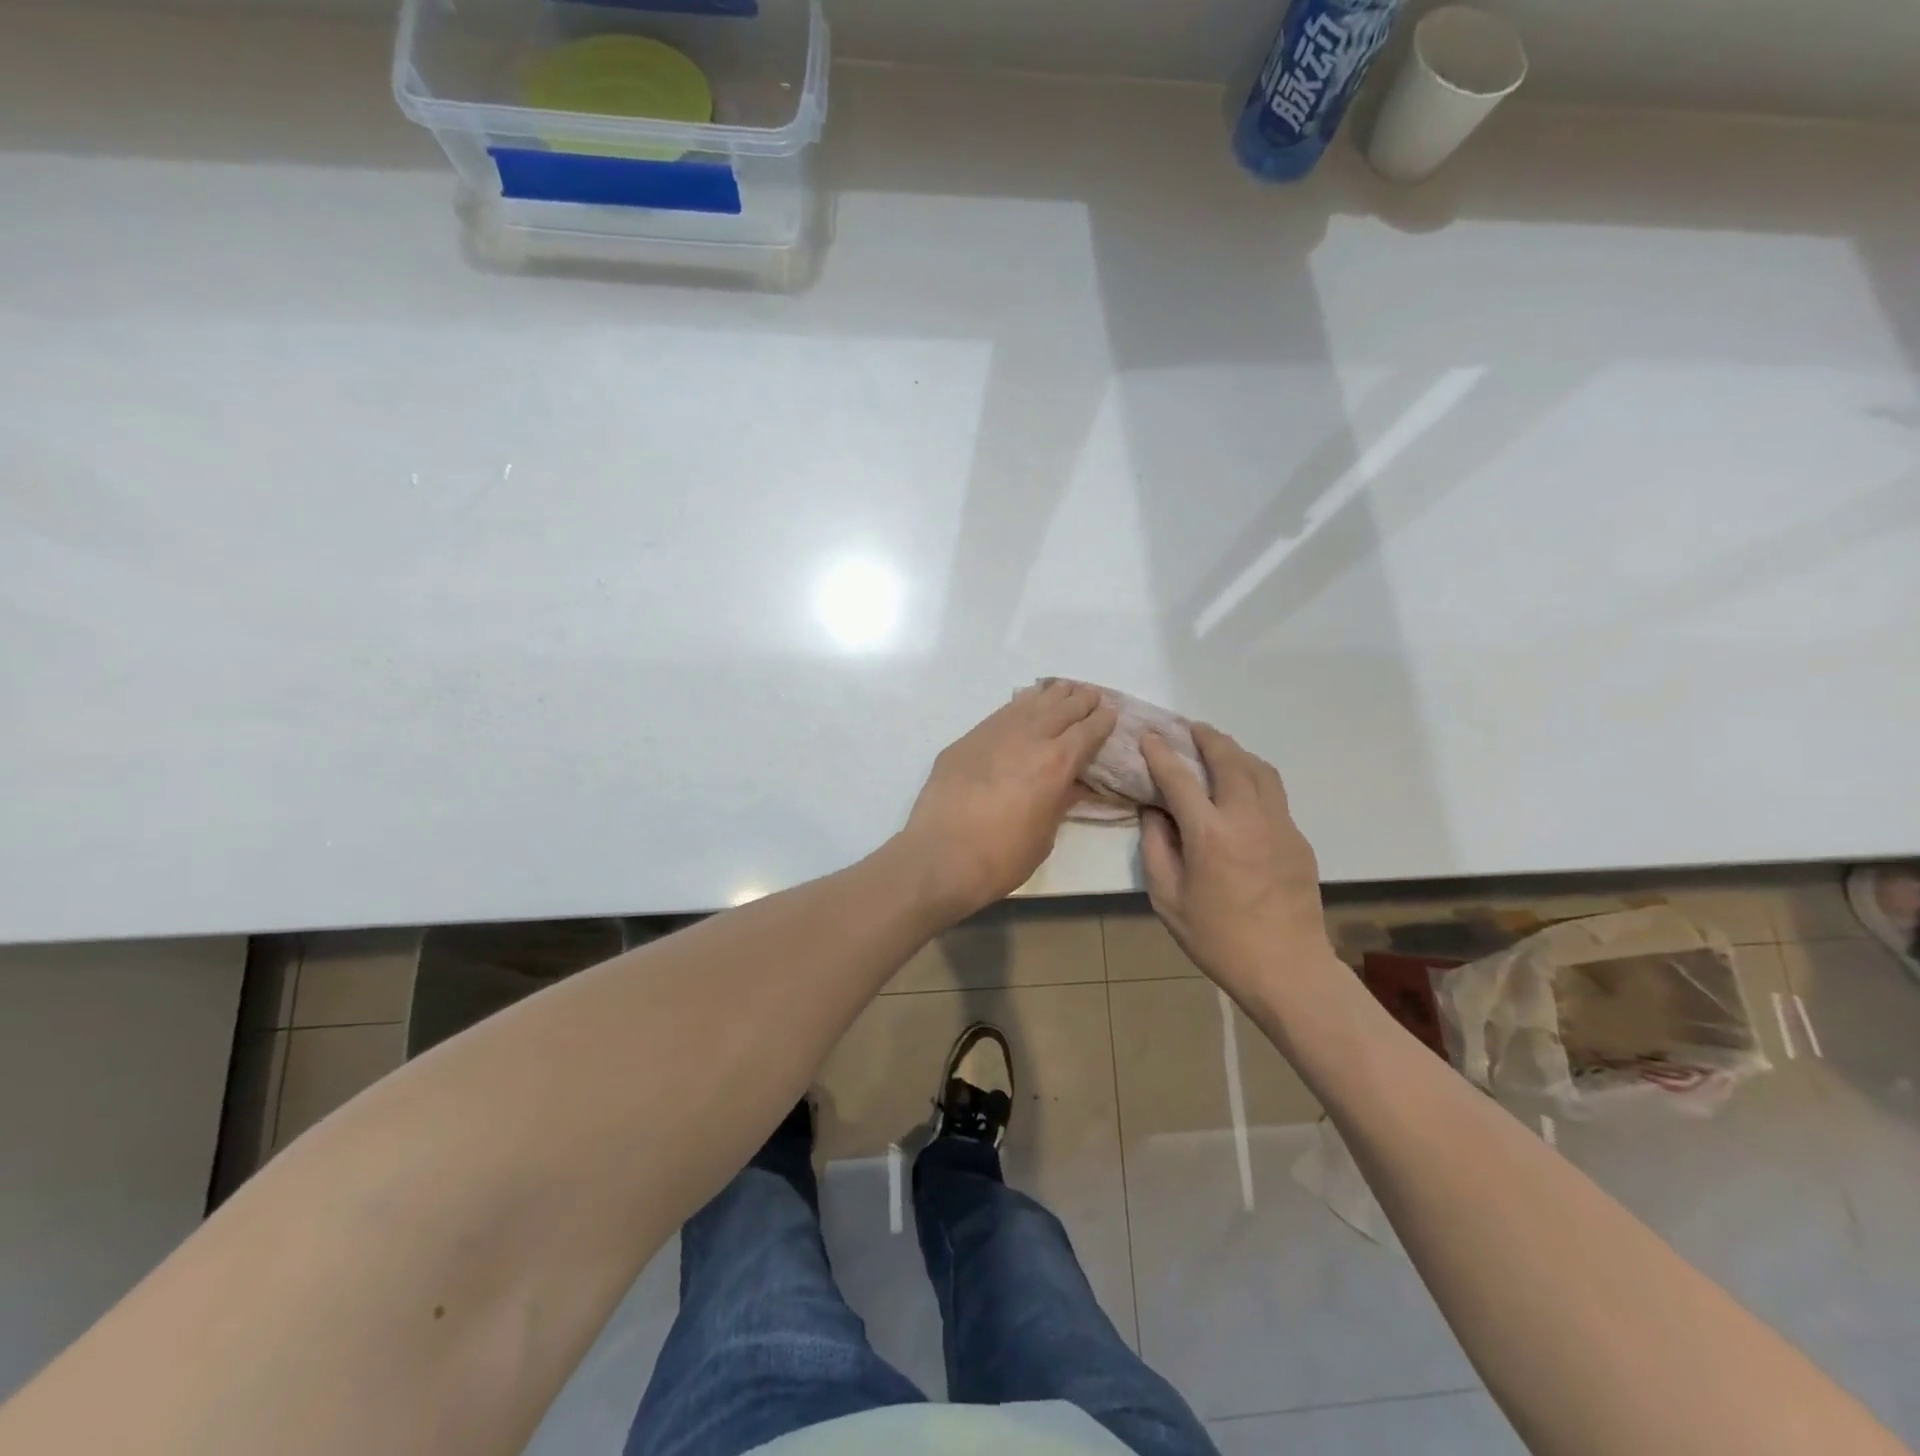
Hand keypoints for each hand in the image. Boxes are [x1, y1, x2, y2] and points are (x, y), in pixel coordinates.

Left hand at [900, 682, 1116, 920]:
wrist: (941, 856)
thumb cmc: (1001, 857)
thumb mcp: (1045, 835)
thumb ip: (1061, 803)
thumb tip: (1075, 785)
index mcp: (1056, 764)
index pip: (1087, 732)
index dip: (1102, 721)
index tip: (1111, 712)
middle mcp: (1028, 739)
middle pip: (1061, 709)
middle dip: (1080, 701)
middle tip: (1092, 695)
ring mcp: (994, 734)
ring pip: (1029, 703)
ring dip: (1051, 695)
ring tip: (1063, 689)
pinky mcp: (967, 740)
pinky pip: (1001, 713)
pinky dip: (1019, 705)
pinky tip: (1024, 703)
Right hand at [1138, 725, 1332, 1001]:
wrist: (1287, 968)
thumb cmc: (1217, 939)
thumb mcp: (1168, 899)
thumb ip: (1157, 848)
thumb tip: (1154, 812)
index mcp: (1210, 834)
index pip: (1179, 778)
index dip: (1161, 753)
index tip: (1149, 736)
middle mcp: (1247, 818)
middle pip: (1229, 759)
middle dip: (1207, 738)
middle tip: (1190, 728)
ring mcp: (1279, 825)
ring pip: (1259, 770)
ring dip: (1236, 752)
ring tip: (1218, 748)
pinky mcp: (1297, 838)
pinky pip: (1274, 793)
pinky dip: (1254, 777)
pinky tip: (1242, 788)